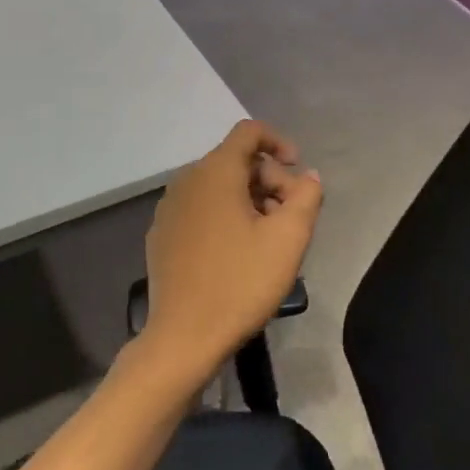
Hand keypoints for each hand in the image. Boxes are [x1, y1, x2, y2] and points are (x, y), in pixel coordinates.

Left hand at [139, 120, 322, 386]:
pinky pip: (201, 209)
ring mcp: (169, 208)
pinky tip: (238, 253)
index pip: (249, 132)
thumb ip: (306, 196)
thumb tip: (308, 176)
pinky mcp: (162, 235)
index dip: (279, 142)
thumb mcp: (289, 239)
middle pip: (236, 161)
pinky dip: (225, 216)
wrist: (184, 337)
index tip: (298, 172)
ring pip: (218, 187)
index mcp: (215, 172)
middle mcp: (187, 180)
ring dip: (250, 200)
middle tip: (291, 218)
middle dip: (270, 180)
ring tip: (269, 239)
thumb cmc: (241, 283)